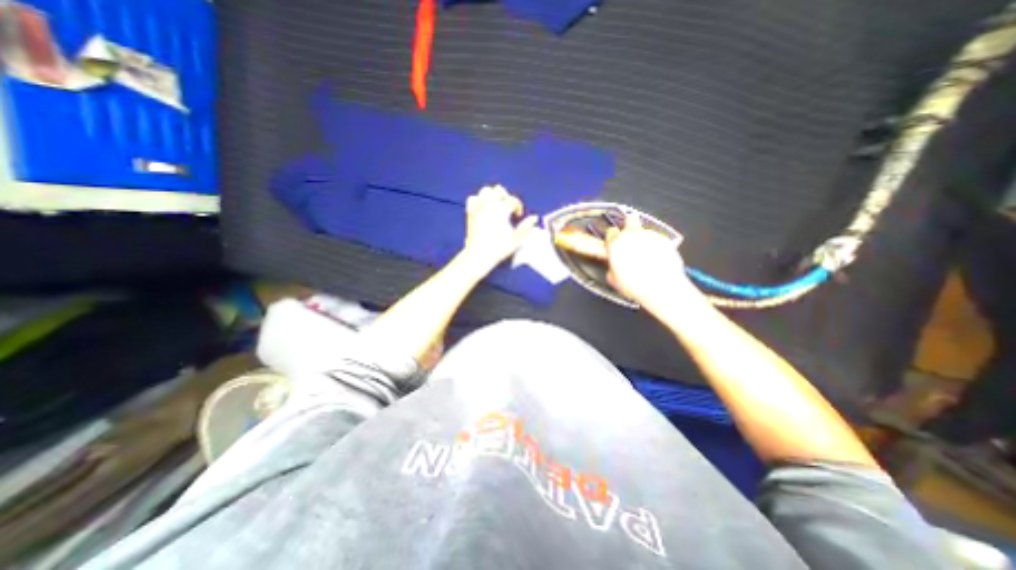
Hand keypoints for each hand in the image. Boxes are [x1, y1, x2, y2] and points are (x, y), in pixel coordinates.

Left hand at [461, 185, 538, 274]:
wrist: (479, 255)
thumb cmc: (499, 248)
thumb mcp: (516, 239)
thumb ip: (526, 227)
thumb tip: (534, 218)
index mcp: (502, 209)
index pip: (513, 200)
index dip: (518, 207)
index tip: (518, 216)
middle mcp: (490, 204)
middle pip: (499, 190)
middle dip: (506, 197)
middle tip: (508, 209)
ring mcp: (478, 207)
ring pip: (486, 191)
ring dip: (493, 195)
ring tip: (497, 205)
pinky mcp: (470, 212)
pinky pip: (473, 198)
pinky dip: (479, 200)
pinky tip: (483, 207)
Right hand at [602, 214, 699, 312]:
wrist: (662, 287)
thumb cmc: (636, 285)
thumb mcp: (614, 280)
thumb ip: (612, 267)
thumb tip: (614, 268)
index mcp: (615, 244)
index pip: (611, 232)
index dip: (613, 238)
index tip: (615, 245)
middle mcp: (631, 235)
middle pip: (629, 220)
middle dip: (630, 226)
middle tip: (631, 240)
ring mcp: (649, 235)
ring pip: (645, 231)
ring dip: (644, 239)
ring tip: (646, 255)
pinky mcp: (664, 239)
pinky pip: (658, 238)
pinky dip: (657, 245)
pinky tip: (657, 258)